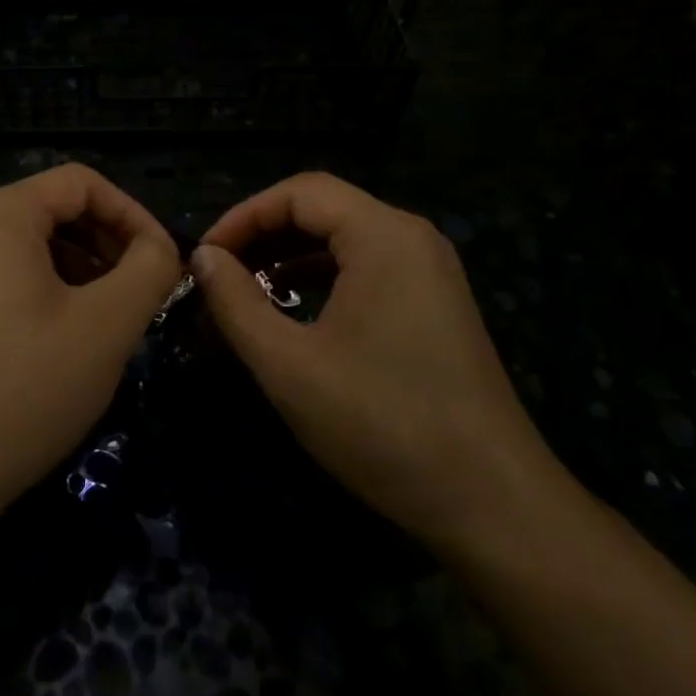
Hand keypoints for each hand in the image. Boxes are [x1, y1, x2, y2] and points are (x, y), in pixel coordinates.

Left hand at [0, 165, 181, 527]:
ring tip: (112, 323)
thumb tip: (160, 249)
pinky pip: (11, 284)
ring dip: (86, 275)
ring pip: (36, 251)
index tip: (164, 263)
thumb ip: (149, 269)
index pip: (82, 183)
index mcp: (1, 215)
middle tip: (143, 296)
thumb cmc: (24, 386)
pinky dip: (52, 298)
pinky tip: (69, 347)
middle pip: (57, 212)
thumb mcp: (107, 324)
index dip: (133, 214)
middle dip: (110, 246)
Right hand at [192, 173, 561, 546]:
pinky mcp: (435, 302)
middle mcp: (412, 237)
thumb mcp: (289, 365)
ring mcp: (430, 270)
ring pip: (345, 237)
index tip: (204, 257)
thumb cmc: (382, 425)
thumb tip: (203, 257)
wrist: (492, 503)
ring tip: (245, 288)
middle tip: (218, 272)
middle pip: (324, 208)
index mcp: (384, 236)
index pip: (299, 192)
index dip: (243, 216)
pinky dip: (322, 275)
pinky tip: (294, 307)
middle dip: (263, 233)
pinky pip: (367, 266)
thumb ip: (236, 302)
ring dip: (290, 254)